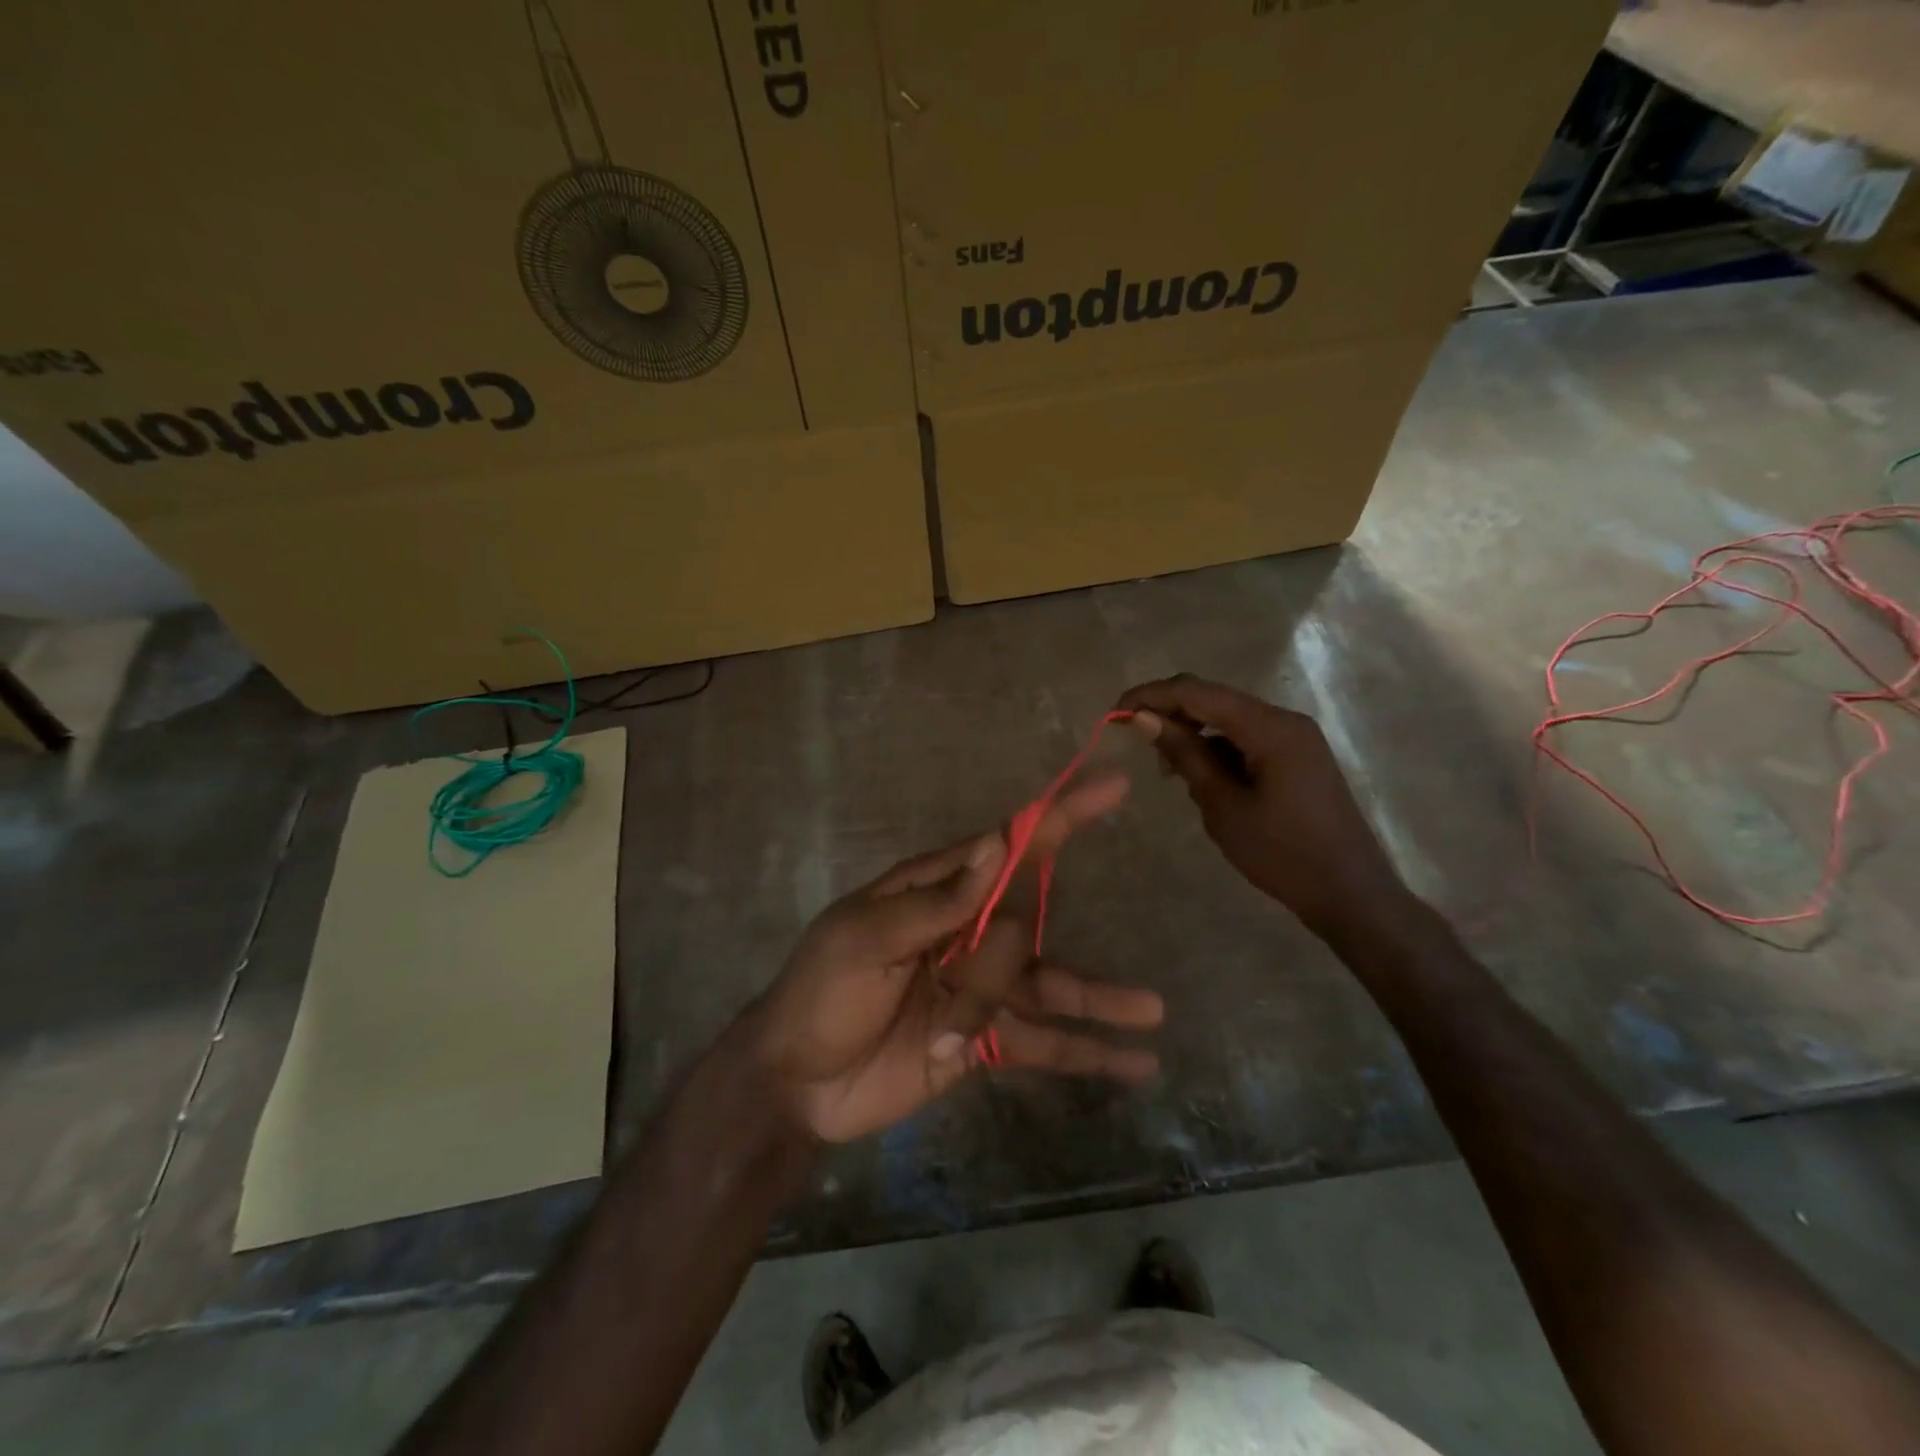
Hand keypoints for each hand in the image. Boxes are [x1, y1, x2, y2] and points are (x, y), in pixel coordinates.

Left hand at [748, 771, 1164, 1143]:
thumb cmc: (821, 993)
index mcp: (936, 891)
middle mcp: (967, 932)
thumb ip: (938, 900)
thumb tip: (999, 843)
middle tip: (948, 1021)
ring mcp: (980, 989)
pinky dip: (1087, 1052)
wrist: (795, 1084)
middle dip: (993, 978)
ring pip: (1049, 985)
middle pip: (1022, 930)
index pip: (1009, 846)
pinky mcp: (986, 1040)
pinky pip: (1044, 1043)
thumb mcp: (867, 939)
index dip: (1060, 817)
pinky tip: (1136, 1064)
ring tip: (1154, 1012)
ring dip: (1100, 999)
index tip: (1113, 788)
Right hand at [1116, 674, 1409, 936]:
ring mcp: (1296, 738)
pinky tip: (1202, 780)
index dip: (1152, 696)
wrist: (1350, 893)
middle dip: (1171, 714)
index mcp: (1270, 727)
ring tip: (1169, 771)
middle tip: (1134, 740)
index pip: (1197, 692)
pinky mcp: (1298, 757)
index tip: (1115, 713)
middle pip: (1214, 700)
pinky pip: (1247, 739)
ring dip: (1193, 735)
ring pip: (1229, 720)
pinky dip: (1218, 750)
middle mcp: (1285, 720)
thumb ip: (1185, 755)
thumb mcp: (1223, 805)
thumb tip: (1144, 718)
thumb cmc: (1282, 853)